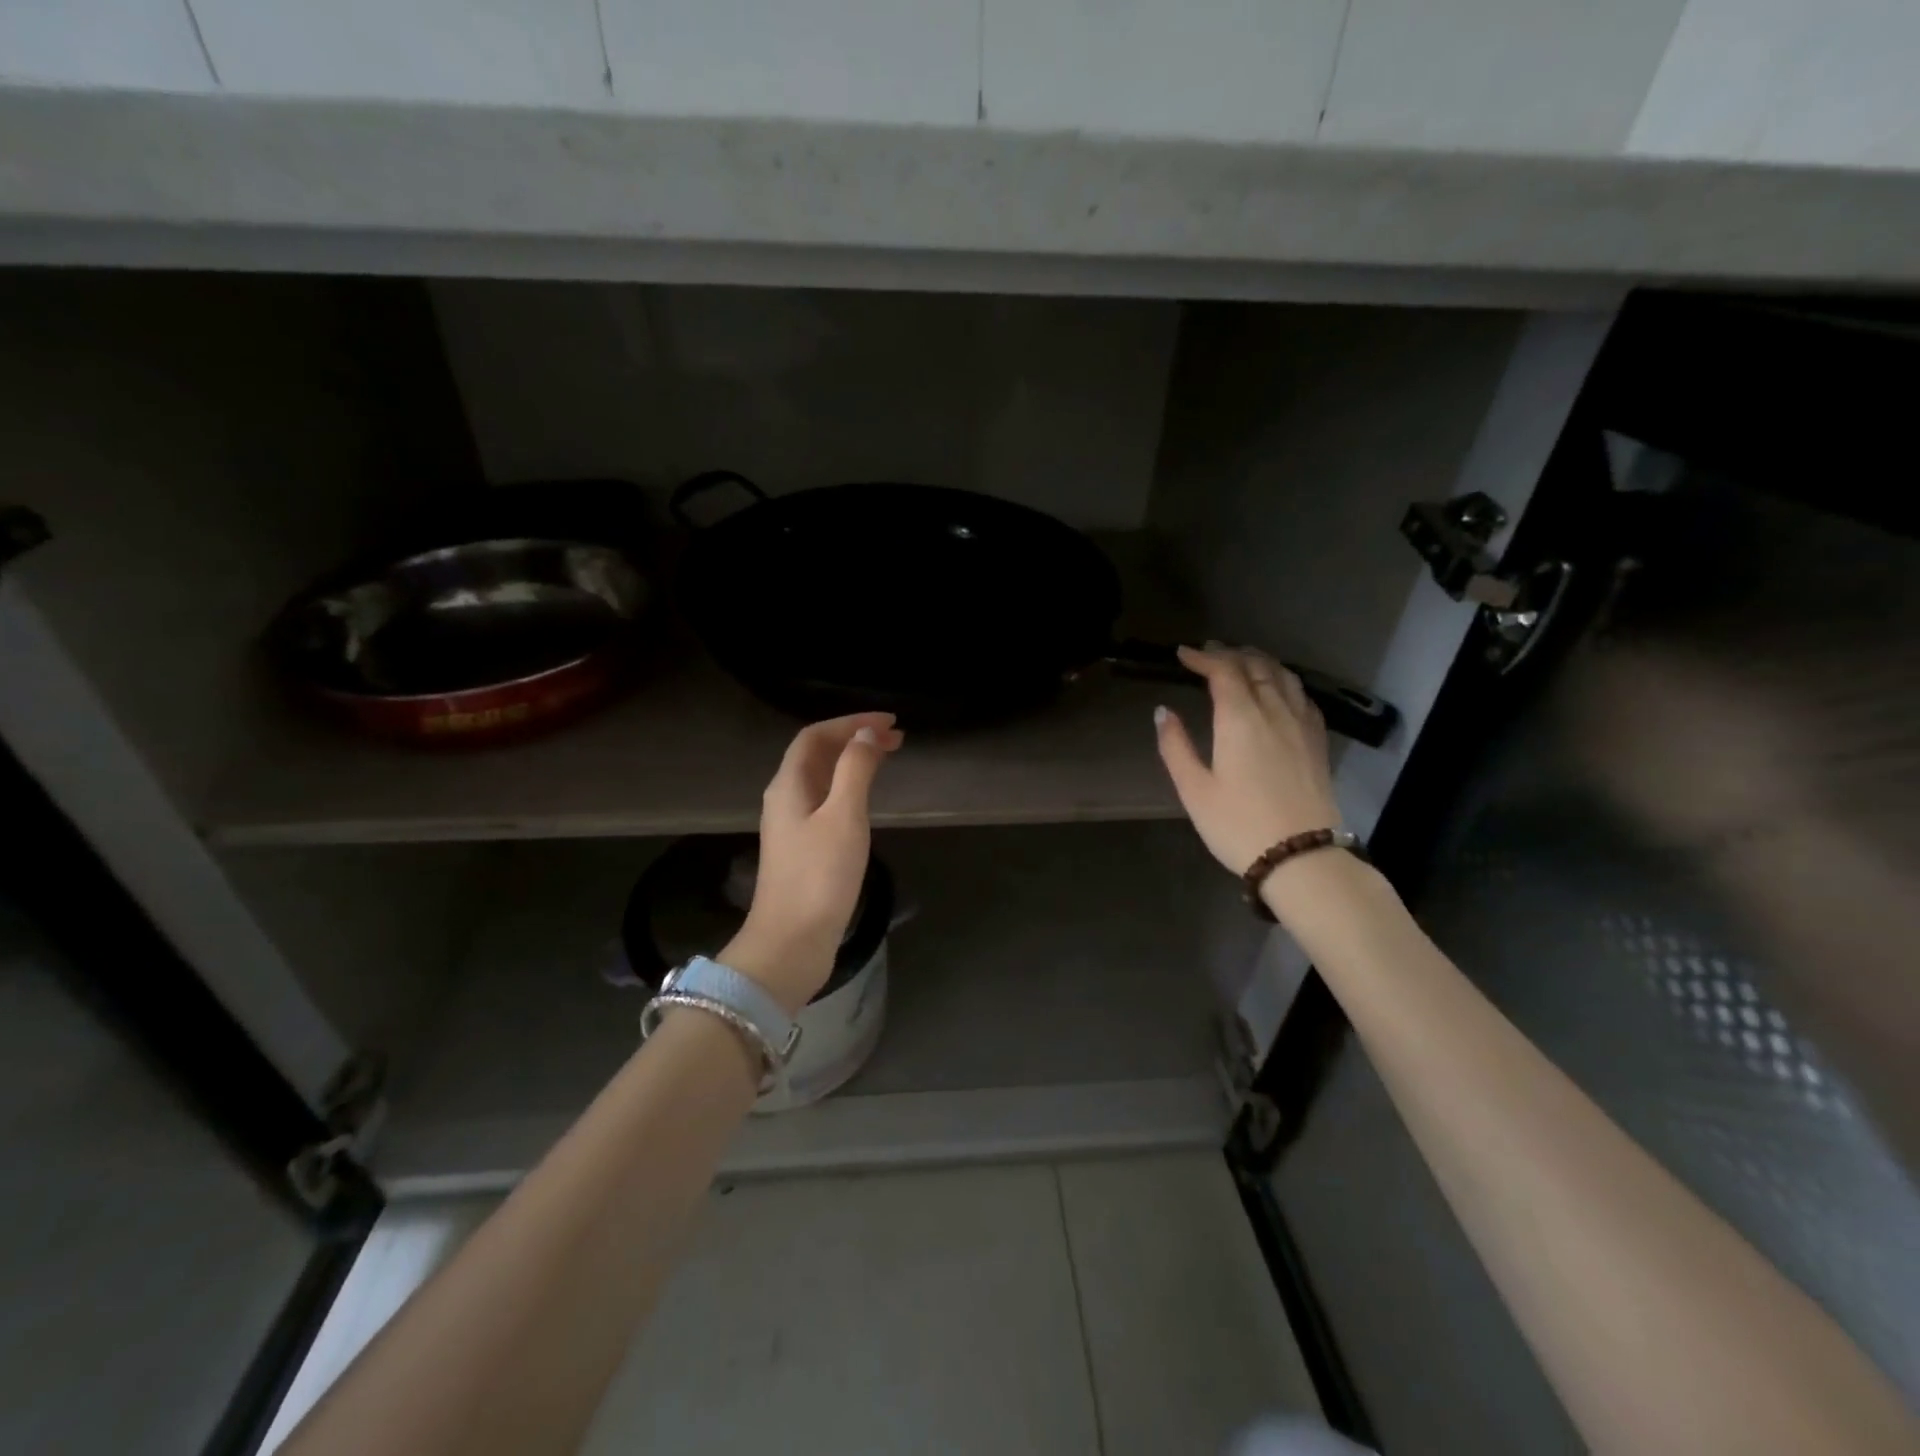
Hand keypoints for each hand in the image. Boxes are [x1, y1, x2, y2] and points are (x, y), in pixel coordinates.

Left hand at [723, 712, 902, 1013]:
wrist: (791, 943)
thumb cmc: (820, 877)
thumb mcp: (844, 816)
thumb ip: (855, 770)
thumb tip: (865, 735)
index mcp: (788, 785)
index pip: (815, 736)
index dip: (850, 722)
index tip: (889, 722)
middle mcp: (785, 799)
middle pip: (817, 754)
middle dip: (854, 739)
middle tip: (896, 740)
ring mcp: (792, 826)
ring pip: (822, 778)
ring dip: (852, 762)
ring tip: (887, 759)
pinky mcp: (802, 849)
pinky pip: (825, 802)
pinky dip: (849, 788)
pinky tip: (866, 798)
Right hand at [1154, 644, 1342, 876]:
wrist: (1301, 857)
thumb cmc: (1238, 825)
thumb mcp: (1195, 790)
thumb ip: (1175, 747)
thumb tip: (1163, 712)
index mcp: (1241, 719)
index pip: (1224, 671)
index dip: (1202, 657)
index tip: (1182, 654)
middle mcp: (1275, 711)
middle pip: (1256, 666)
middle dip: (1231, 653)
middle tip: (1209, 653)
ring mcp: (1301, 725)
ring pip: (1284, 676)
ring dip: (1260, 661)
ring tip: (1243, 661)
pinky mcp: (1317, 742)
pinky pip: (1303, 696)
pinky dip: (1284, 682)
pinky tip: (1279, 690)